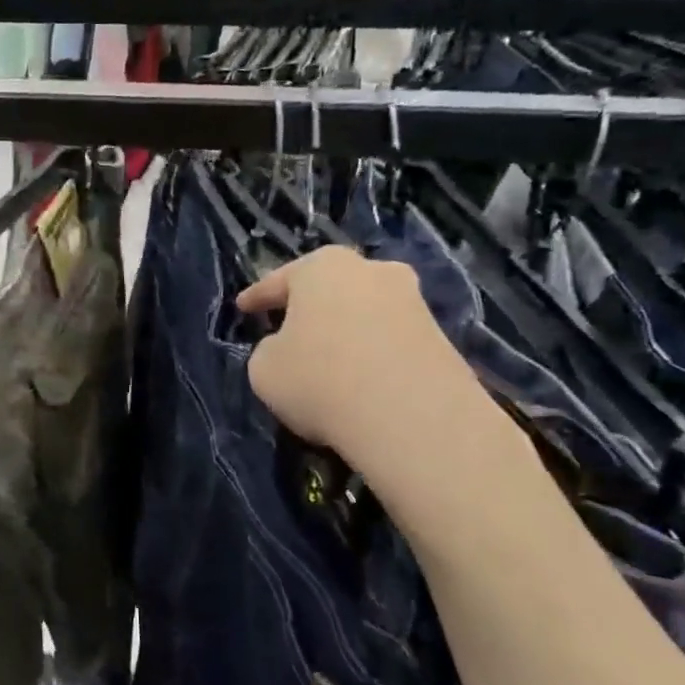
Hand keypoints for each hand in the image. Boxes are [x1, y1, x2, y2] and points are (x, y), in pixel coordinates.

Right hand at [237, 247, 492, 490]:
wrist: (413, 417)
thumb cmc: (320, 379)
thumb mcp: (264, 368)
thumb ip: (269, 350)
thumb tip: (289, 350)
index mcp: (322, 267)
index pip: (278, 281)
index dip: (256, 297)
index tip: (242, 308)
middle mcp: (371, 271)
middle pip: (330, 287)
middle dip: (311, 306)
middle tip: (290, 327)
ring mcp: (413, 302)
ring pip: (364, 312)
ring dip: (345, 330)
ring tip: (328, 360)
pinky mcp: (442, 338)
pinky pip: (390, 340)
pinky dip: (373, 354)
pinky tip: (361, 381)